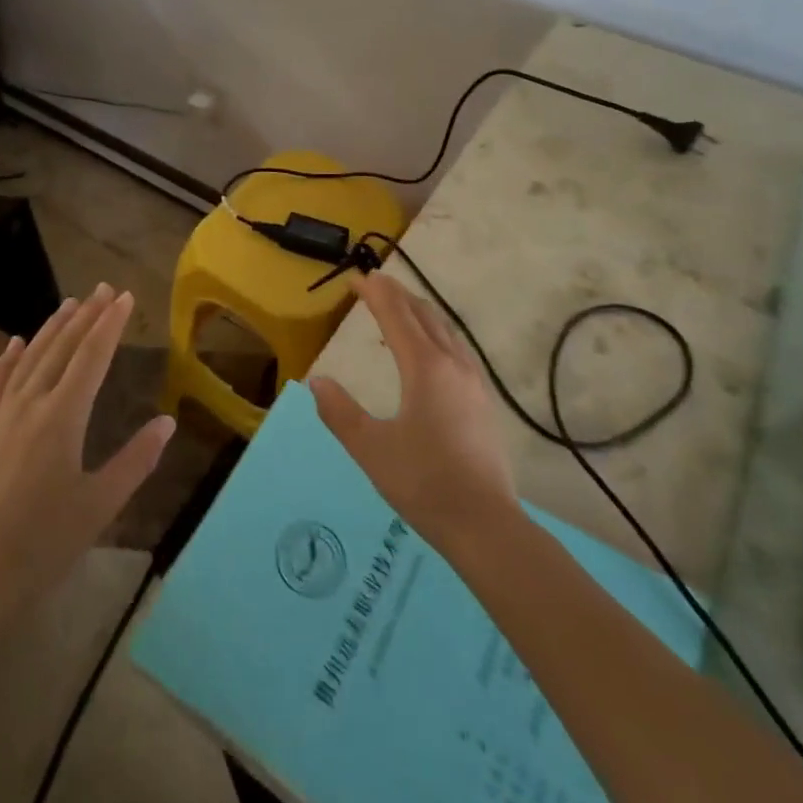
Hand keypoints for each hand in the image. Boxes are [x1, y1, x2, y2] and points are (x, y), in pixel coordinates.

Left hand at [0, 285, 174, 631]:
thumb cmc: (42, 543)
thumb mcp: (100, 504)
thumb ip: (135, 460)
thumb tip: (166, 422)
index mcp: (64, 417)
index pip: (93, 357)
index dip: (110, 325)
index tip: (123, 297)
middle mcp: (30, 404)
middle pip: (62, 349)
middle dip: (85, 316)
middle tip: (101, 288)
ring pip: (29, 359)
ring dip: (51, 329)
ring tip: (69, 303)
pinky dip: (9, 359)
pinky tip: (16, 342)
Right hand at [311, 272, 518, 554]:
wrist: (485, 525)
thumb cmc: (423, 483)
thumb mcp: (370, 448)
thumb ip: (340, 412)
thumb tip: (317, 381)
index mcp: (425, 368)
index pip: (396, 316)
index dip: (375, 294)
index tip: (356, 278)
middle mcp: (452, 365)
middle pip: (424, 315)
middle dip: (398, 295)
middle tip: (374, 283)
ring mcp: (473, 382)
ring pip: (445, 330)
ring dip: (419, 312)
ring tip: (399, 309)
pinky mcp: (483, 401)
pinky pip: (456, 349)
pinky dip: (436, 334)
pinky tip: (431, 352)